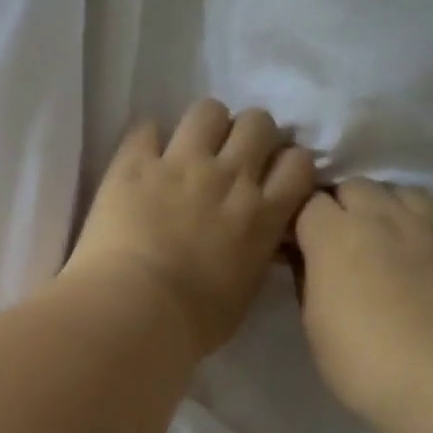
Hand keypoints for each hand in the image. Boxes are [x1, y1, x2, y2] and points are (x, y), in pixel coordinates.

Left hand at [63, 101, 316, 357]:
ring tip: (188, 147)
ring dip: (203, 126)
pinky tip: (141, 158)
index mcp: (263, 215)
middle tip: (229, 156)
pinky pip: (145, 128)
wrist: (135, 311)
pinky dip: (146, 140)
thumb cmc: (192, 322)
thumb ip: (255, 255)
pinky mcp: (134, 164)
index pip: (298, 162)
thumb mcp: (244, 293)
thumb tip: (253, 242)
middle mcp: (229, 178)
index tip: (270, 175)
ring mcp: (181, 164)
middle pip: (258, 123)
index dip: (285, 162)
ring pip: (208, 111)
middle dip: (248, 134)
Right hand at [295, 180, 432, 431]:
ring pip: (407, 194)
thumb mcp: (313, 325)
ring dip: (389, 208)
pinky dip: (432, 237)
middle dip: (341, 205)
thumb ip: (308, 279)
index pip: (308, 201)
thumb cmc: (364, 362)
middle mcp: (387, 219)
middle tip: (336, 239)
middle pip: (357, 187)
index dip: (298, 219)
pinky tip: (429, 263)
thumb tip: (308, 259)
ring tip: (384, 238)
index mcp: (338, 235)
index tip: (293, 244)